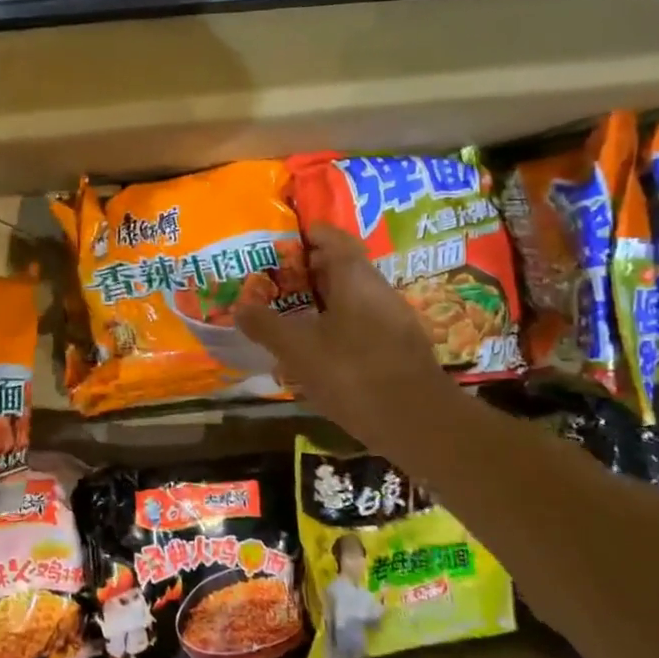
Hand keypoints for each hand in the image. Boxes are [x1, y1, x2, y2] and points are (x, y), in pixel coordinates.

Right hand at [237, 223, 463, 456]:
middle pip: (344, 268)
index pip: (334, 239)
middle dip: (311, 270)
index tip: (285, 240)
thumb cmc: (353, 373)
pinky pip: (364, 323)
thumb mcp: (298, 350)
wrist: (418, 423)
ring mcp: (394, 320)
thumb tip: (239, 306)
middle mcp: (379, 291)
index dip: (311, 234)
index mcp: (356, 279)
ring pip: (354, 298)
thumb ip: (267, 325)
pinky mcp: (400, 348)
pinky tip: (320, 350)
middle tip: (279, 280)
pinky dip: (339, 325)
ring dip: (325, 301)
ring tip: (293, 315)